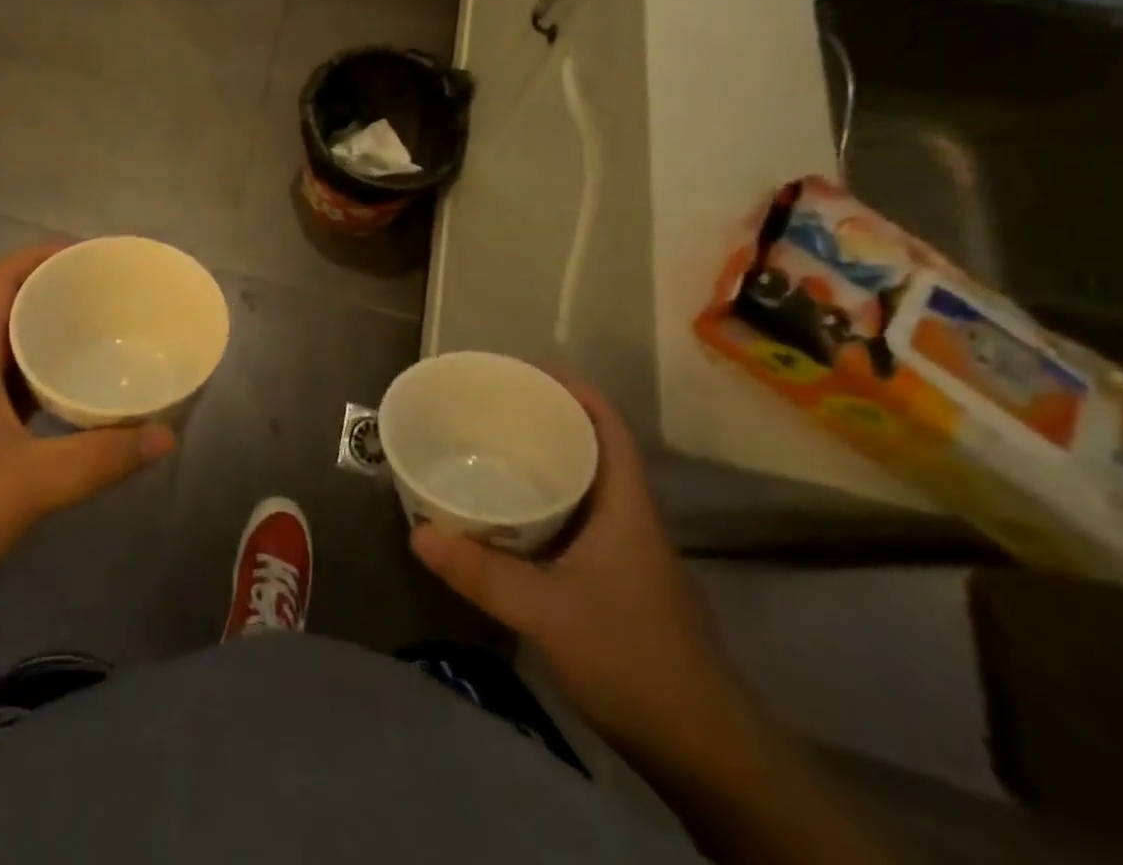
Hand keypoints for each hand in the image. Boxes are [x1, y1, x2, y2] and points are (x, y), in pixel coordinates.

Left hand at [0, 244, 175, 630]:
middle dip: (58, 292)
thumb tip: (166, 435)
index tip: (96, 257)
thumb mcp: (32, 484)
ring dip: (51, 335)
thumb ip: (102, 458)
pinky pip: (10, 385)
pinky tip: (77, 395)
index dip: (46, 255)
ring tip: (105, 335)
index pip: (4, 279)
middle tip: (115, 296)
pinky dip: (43, 377)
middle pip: (9, 305)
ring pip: (9, 348)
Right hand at [409, 378, 750, 766]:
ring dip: (546, 465)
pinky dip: (547, 505)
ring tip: (493, 451)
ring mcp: (629, 554)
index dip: (574, 390)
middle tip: (493, 410)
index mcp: (626, 506)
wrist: (704, 751)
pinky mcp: (621, 583)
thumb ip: (481, 572)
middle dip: (548, 421)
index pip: (607, 427)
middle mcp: (630, 519)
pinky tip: (511, 519)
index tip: (526, 372)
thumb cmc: (632, 659)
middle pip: (593, 449)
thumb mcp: (546, 612)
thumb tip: (417, 531)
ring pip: (586, 488)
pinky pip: (579, 522)